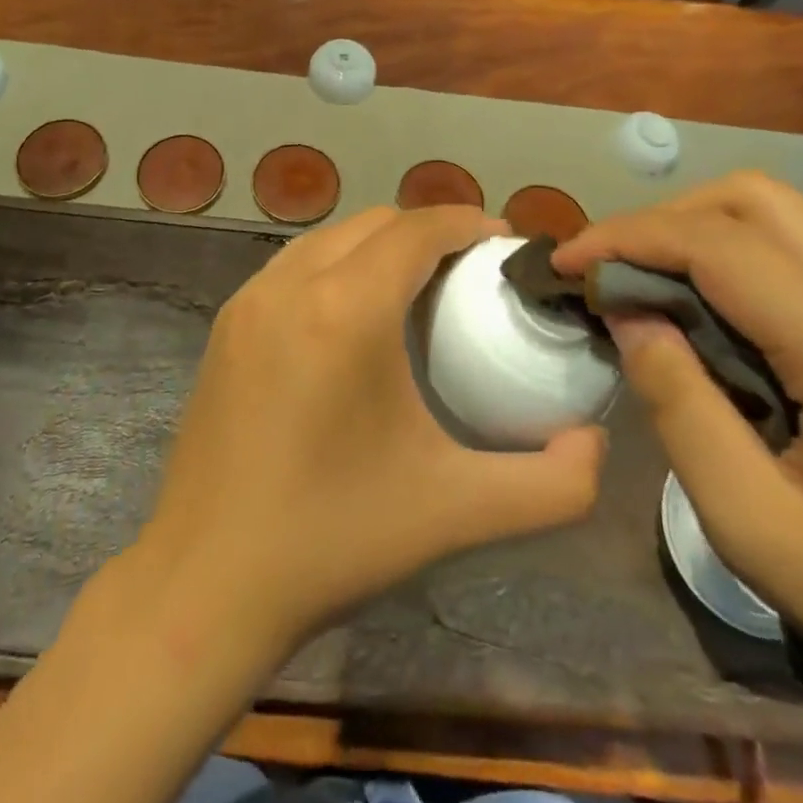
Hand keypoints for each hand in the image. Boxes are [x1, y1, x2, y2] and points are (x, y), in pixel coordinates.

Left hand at [141, 206, 606, 655]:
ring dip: (378, 243)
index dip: (466, 221)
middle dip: (427, 230)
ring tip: (416, 287)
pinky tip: (353, 316)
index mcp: (347, 309)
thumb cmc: (335, 539)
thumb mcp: (459, 511)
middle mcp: (291, 284)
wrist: (207, 581)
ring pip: (328, 238)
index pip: (417, 228)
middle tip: (470, 271)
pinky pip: (293, 266)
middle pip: (373, 222)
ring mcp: (248, 300)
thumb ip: (553, 483)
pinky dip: (335, 265)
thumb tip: (594, 441)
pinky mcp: (226, 324)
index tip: (504, 242)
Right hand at [553, 174, 802, 739]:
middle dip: (665, 218)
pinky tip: (716, 314)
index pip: (718, 244)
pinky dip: (743, 256)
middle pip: (757, 199)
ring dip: (703, 230)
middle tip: (611, 271)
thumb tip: (630, 317)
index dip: (627, 237)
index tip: (567, 264)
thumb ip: (680, 409)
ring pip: (787, 215)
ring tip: (651, 286)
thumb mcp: (757, 531)